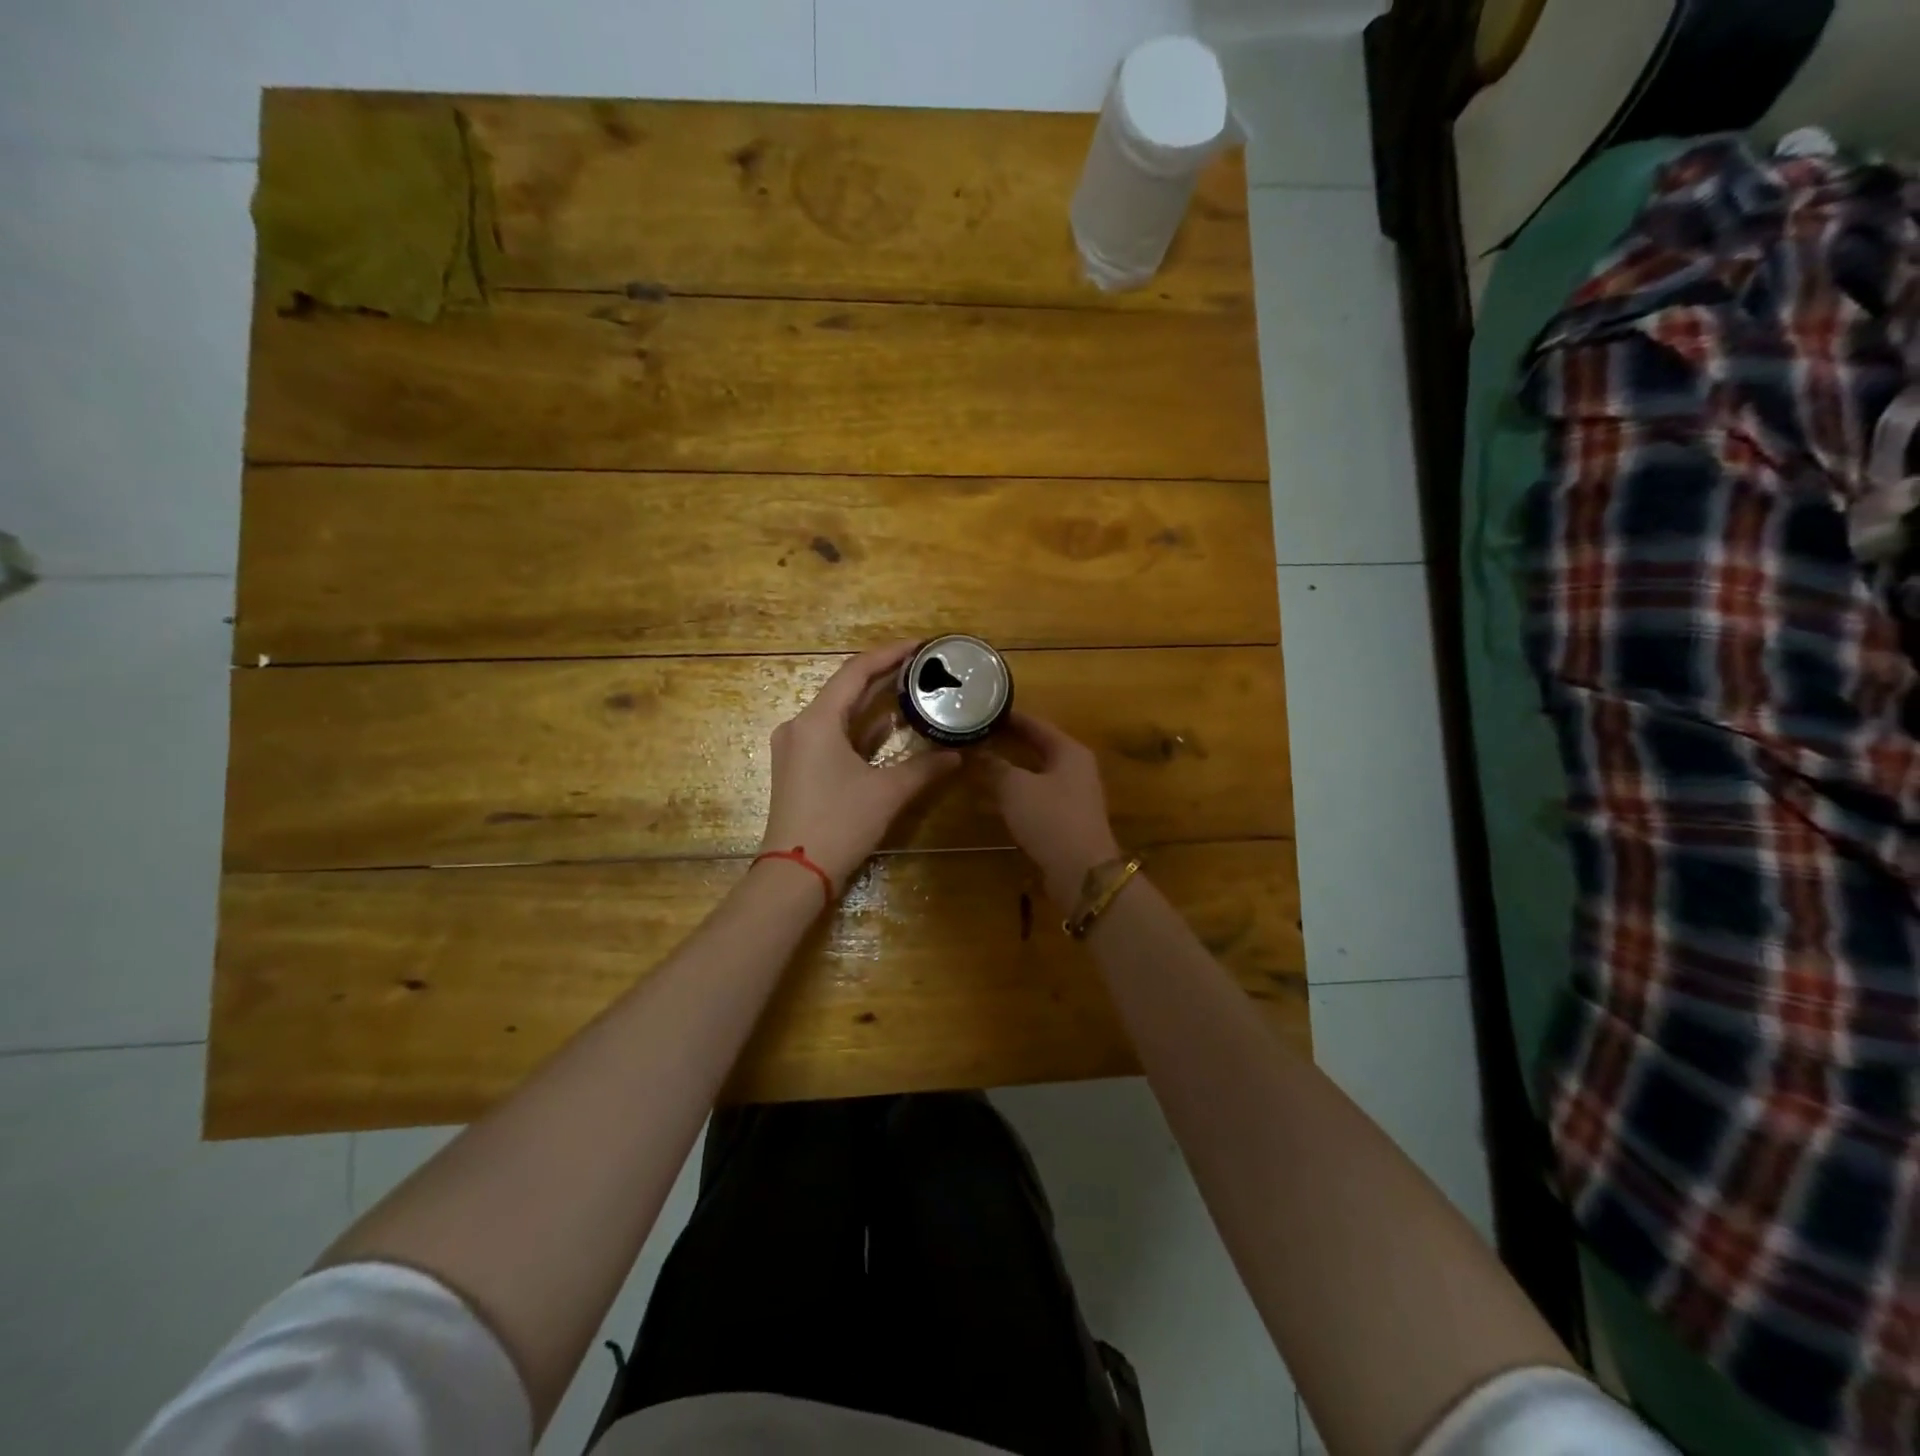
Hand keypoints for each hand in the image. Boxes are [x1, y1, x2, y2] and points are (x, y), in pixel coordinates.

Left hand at [759, 641, 961, 891]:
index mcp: (817, 721)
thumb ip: (925, 767)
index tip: (920, 646)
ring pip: (839, 714)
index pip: (856, 672)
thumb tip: (958, 754)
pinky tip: (889, 727)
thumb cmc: (839, 824)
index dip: (889, 654)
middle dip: (884, 677)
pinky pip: (832, 735)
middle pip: (845, 689)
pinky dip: (860, 729)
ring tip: (912, 691)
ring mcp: (796, 748)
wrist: (795, 874)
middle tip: (922, 667)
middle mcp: (800, 726)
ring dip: (873, 704)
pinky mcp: (798, 768)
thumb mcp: (888, 792)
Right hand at [976, 712, 1122, 907]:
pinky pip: (1035, 799)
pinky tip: (989, 801)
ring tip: (977, 765)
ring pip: (1034, 775)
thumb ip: (994, 766)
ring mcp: (1072, 796)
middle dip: (1007, 744)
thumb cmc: (1051, 818)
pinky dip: (1014, 796)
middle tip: (977, 736)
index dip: (1010, 717)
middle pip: (1037, 748)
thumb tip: (975, 750)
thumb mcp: (1016, 788)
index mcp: (1069, 751)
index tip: (984, 710)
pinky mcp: (1065, 821)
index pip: (1036, 724)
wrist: (1082, 872)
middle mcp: (1075, 769)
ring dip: (1007, 771)